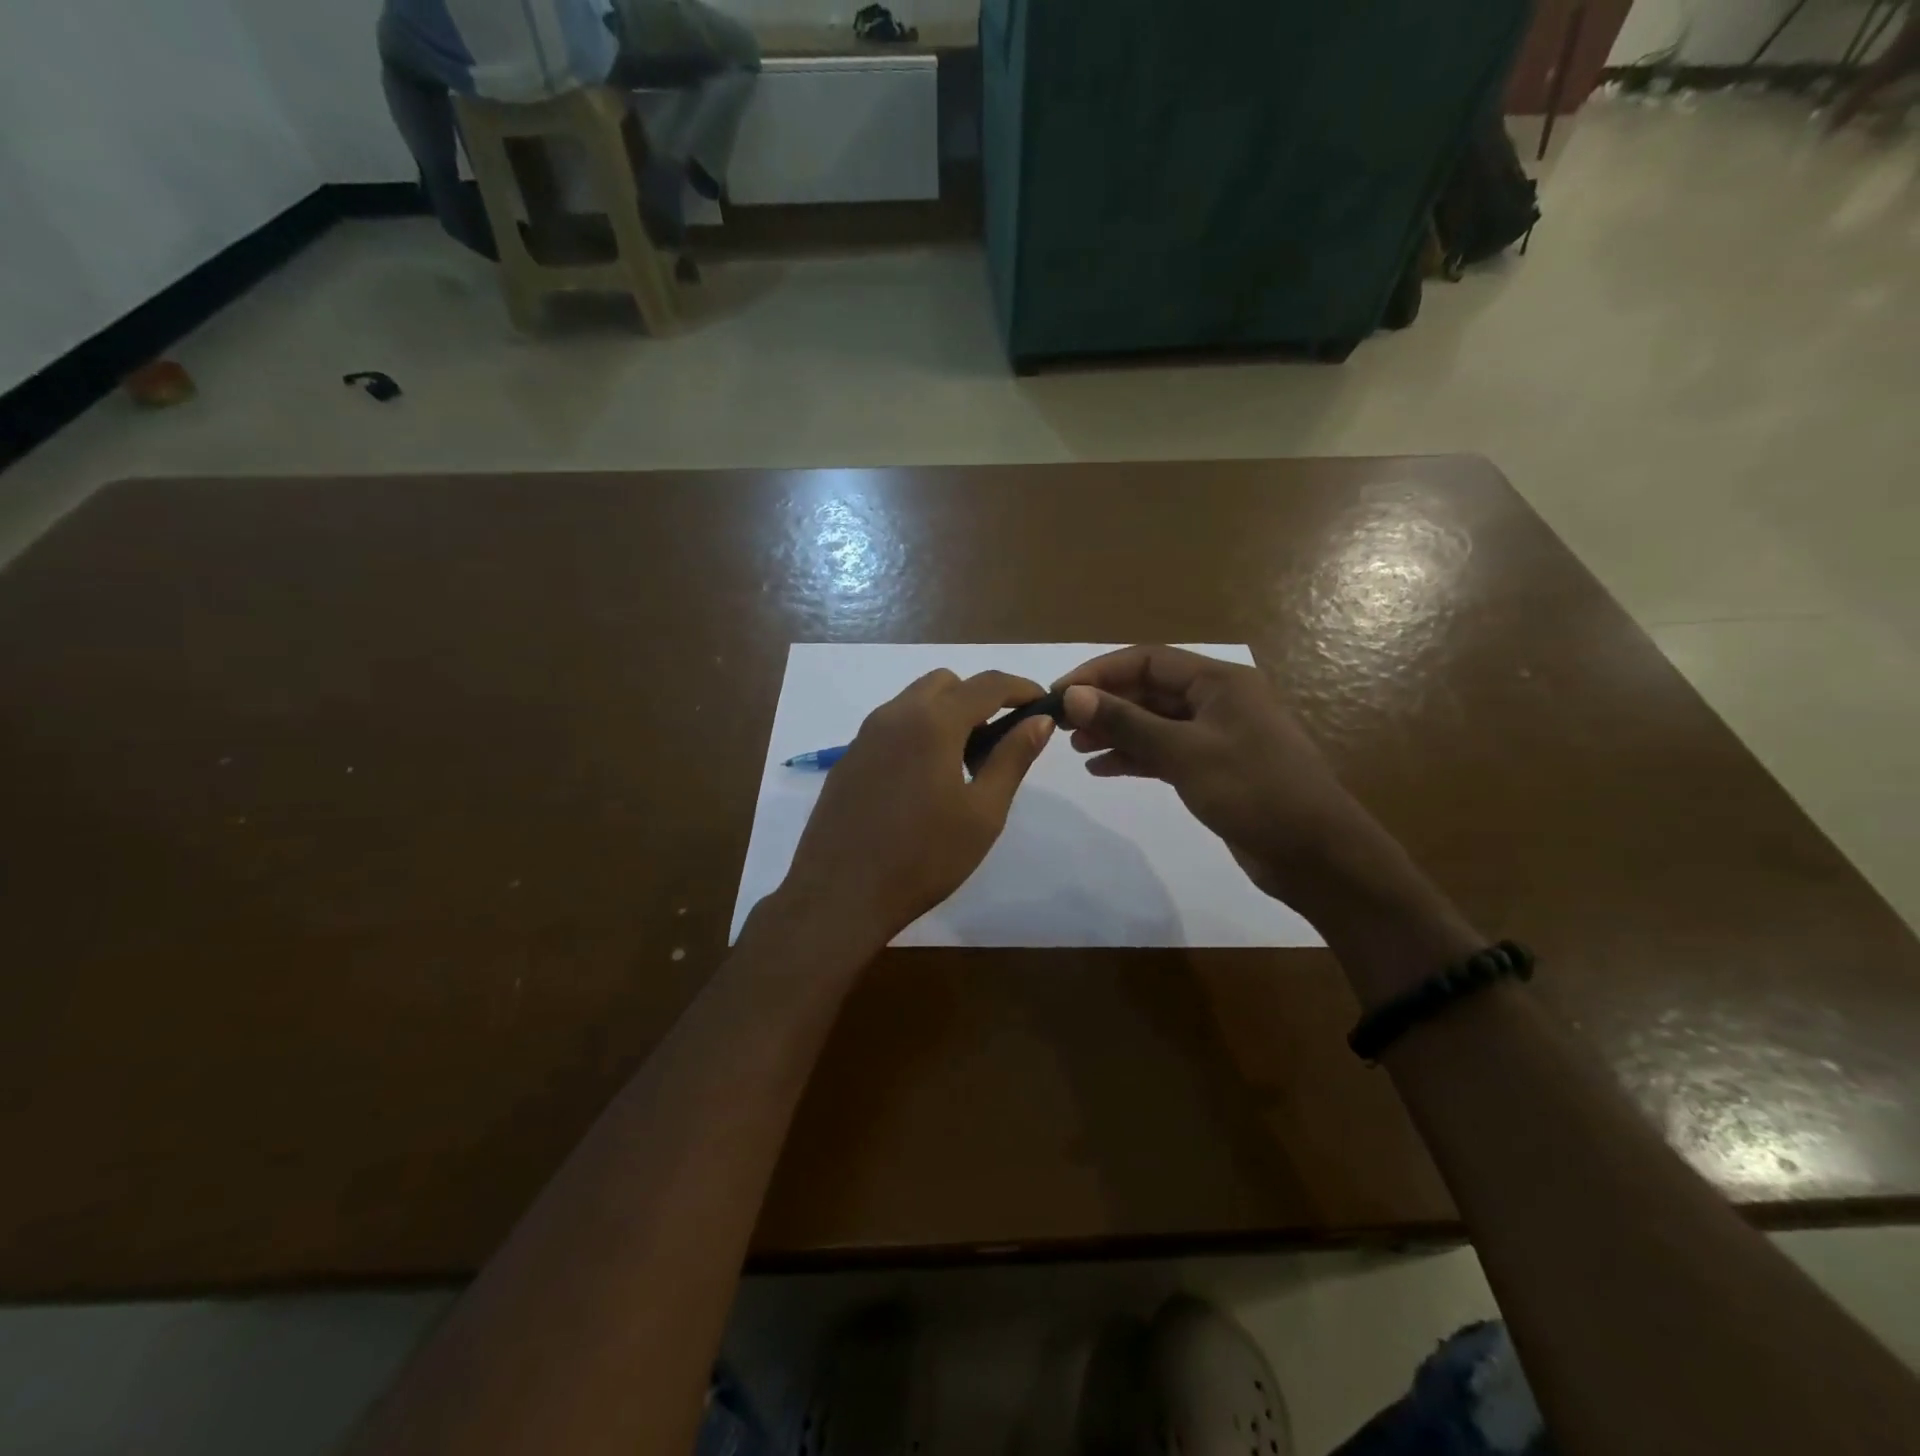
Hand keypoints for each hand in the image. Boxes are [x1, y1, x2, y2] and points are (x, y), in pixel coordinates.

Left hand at [778, 669, 1055, 948]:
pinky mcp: (848, 759)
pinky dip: (917, 732)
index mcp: (933, 723)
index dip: (1021, 688)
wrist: (839, 895)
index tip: (1042, 703)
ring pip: (914, 701)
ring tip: (962, 763)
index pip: (987, 684)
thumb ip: (1012, 758)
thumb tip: (1039, 721)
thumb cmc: (923, 858)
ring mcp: (865, 736)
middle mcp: (895, 715)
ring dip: (946, 713)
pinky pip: (891, 726)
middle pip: (945, 683)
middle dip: (978, 697)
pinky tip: (923, 781)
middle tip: (997, 740)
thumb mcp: (983, 813)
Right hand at [1054, 645, 1365, 905]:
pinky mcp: (1213, 769)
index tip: (1060, 693)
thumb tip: (1073, 696)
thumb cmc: (1254, 791)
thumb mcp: (1185, 753)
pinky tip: (1101, 769)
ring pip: (1154, 723)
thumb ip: (1127, 723)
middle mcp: (1217, 701)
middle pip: (1149, 691)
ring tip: (1076, 747)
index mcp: (1219, 682)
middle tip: (1061, 725)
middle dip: (1105, 704)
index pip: (1148, 660)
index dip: (1100, 673)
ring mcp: (1216, 736)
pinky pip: (1164, 752)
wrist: (1315, 854)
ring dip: (1116, 732)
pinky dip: (1134, 757)